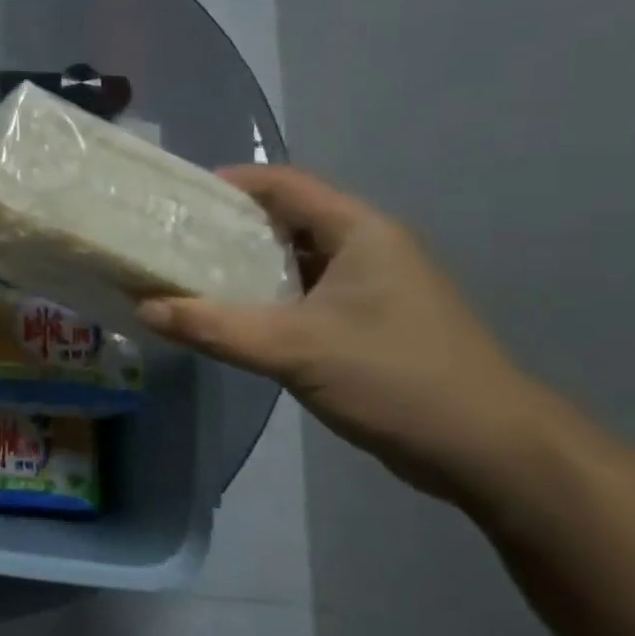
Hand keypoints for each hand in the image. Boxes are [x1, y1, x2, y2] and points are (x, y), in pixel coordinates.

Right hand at [137, 165, 549, 505]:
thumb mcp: (294, 349)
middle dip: (226, 226)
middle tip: (170, 238)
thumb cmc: (397, 378)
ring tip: (185, 274)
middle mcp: (365, 249)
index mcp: (359, 232)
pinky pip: (302, 295)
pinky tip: (227, 316)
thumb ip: (214, 327)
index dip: (229, 183)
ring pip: (291, 261)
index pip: (285, 185)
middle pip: (285, 219)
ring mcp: (369, 288)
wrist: (492, 452)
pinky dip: (262, 298)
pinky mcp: (366, 324)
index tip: (176, 197)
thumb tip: (142, 307)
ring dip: (242, 266)